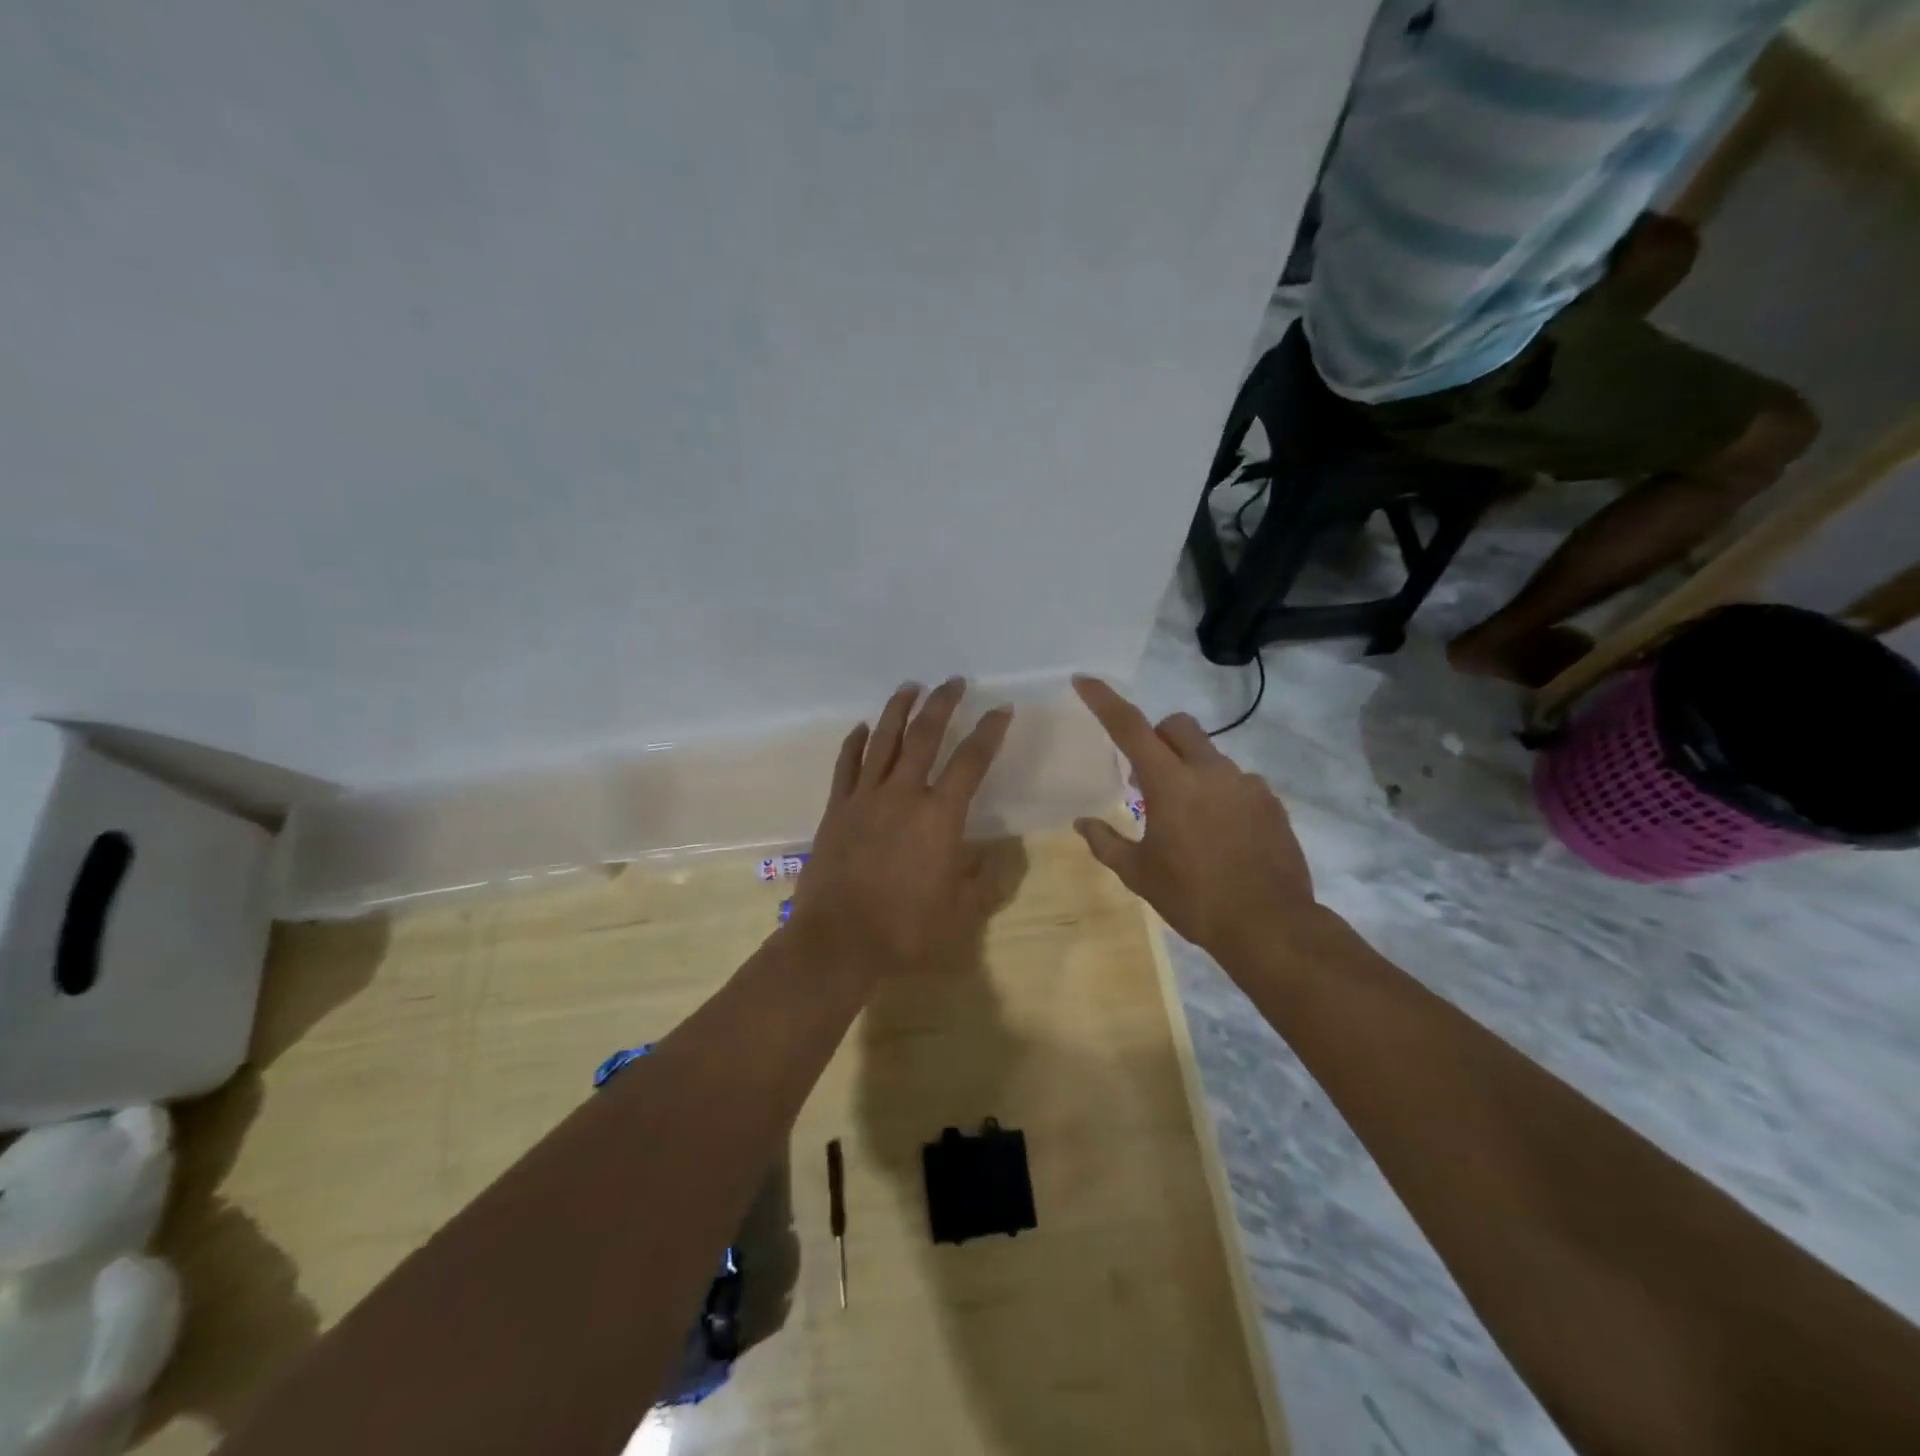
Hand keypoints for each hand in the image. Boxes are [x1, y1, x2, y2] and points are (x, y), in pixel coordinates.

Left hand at [789, 678, 1013, 979]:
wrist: (838, 942)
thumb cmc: (905, 929)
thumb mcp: (960, 911)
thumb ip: (983, 879)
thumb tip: (998, 855)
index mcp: (939, 816)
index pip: (971, 761)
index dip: (989, 731)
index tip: (1001, 709)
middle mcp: (903, 794)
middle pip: (924, 735)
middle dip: (942, 704)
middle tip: (952, 682)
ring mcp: (865, 798)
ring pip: (883, 740)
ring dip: (898, 710)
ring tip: (910, 687)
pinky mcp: (836, 809)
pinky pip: (846, 766)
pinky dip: (855, 743)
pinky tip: (861, 727)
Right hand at [1071, 676, 1325, 967]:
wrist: (1270, 925)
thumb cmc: (1194, 898)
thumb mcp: (1139, 874)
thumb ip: (1106, 843)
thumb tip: (1081, 823)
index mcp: (1170, 784)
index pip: (1130, 727)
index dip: (1104, 701)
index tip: (1084, 680)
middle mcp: (1210, 771)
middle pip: (1178, 725)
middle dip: (1157, 736)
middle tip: (1146, 776)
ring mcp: (1246, 784)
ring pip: (1210, 755)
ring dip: (1190, 770)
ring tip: (1189, 818)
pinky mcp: (1272, 802)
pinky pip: (1238, 782)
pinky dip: (1221, 793)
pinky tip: (1221, 833)